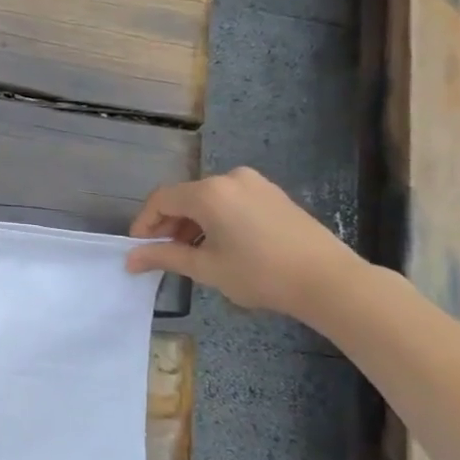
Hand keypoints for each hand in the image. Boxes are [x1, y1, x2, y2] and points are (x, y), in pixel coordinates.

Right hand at [124, 168, 365, 319]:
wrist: (328, 280)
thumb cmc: (260, 274)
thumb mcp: (206, 268)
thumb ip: (165, 257)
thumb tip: (130, 259)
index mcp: (209, 193)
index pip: (161, 200)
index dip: (145, 224)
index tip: (139, 249)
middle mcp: (229, 178)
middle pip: (185, 197)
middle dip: (169, 224)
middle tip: (163, 254)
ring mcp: (255, 183)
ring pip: (208, 199)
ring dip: (193, 223)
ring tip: (192, 254)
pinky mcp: (273, 194)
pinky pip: (231, 200)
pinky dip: (216, 219)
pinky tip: (221, 245)